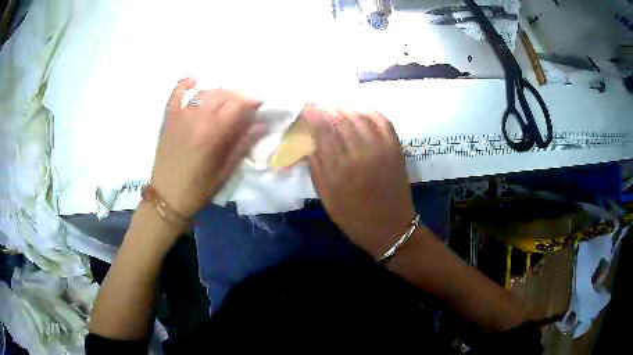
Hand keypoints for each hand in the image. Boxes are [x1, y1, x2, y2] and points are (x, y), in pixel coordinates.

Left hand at [150, 78, 265, 217]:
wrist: (166, 197)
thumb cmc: (198, 189)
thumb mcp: (225, 171)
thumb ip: (242, 144)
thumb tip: (261, 125)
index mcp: (212, 133)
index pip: (237, 106)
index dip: (251, 102)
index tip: (260, 104)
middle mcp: (196, 118)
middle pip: (222, 95)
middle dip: (238, 96)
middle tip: (244, 105)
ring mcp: (180, 115)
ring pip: (204, 92)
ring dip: (219, 92)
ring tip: (226, 100)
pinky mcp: (168, 118)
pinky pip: (175, 94)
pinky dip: (184, 84)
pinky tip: (193, 80)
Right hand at [304, 106, 415, 257]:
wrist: (391, 228)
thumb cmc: (355, 218)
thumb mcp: (327, 199)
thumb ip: (317, 170)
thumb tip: (309, 143)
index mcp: (340, 170)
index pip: (323, 131)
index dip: (314, 115)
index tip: (307, 108)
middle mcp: (360, 154)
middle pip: (341, 120)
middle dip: (328, 110)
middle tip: (321, 107)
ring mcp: (381, 149)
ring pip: (361, 117)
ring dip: (347, 109)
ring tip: (338, 109)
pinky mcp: (396, 149)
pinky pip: (383, 122)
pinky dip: (371, 113)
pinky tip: (362, 112)